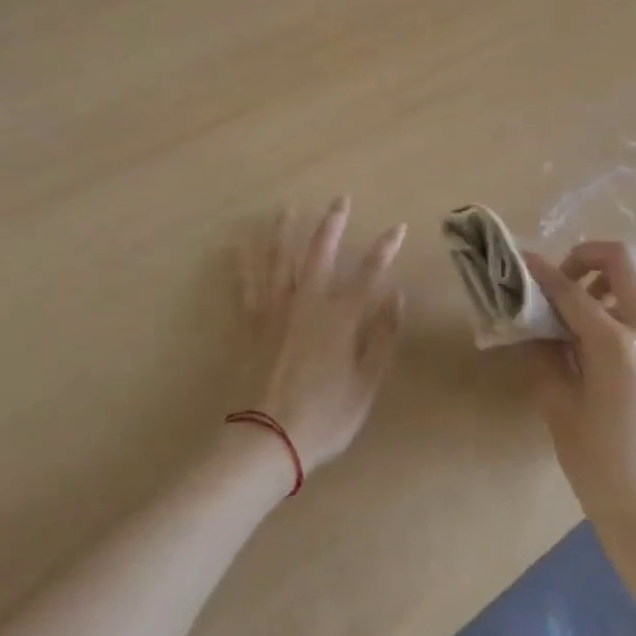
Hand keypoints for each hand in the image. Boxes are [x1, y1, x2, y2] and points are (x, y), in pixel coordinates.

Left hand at [239, 198, 405, 474]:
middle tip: (339, 198)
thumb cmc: (324, 417)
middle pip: (321, 251)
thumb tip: (397, 295)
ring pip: (280, 258)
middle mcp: (308, 300)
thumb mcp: (366, 385)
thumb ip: (383, 338)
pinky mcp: (252, 321)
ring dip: (284, 230)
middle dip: (333, 222)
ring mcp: (276, 308)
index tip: (398, 226)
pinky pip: (247, 284)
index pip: (369, 272)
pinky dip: (243, 264)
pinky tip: (237, 246)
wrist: (267, 437)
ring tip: (287, 208)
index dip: (385, 247)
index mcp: (340, 316)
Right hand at [523, 241, 635, 547]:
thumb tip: (530, 315)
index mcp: (618, 346)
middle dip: (587, 255)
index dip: (541, 271)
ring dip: (613, 276)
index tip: (521, 259)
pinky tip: (606, 338)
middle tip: (563, 278)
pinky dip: (629, 302)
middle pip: (625, 260)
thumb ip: (544, 349)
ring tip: (585, 304)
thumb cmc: (598, 467)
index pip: (572, 290)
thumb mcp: (558, 405)